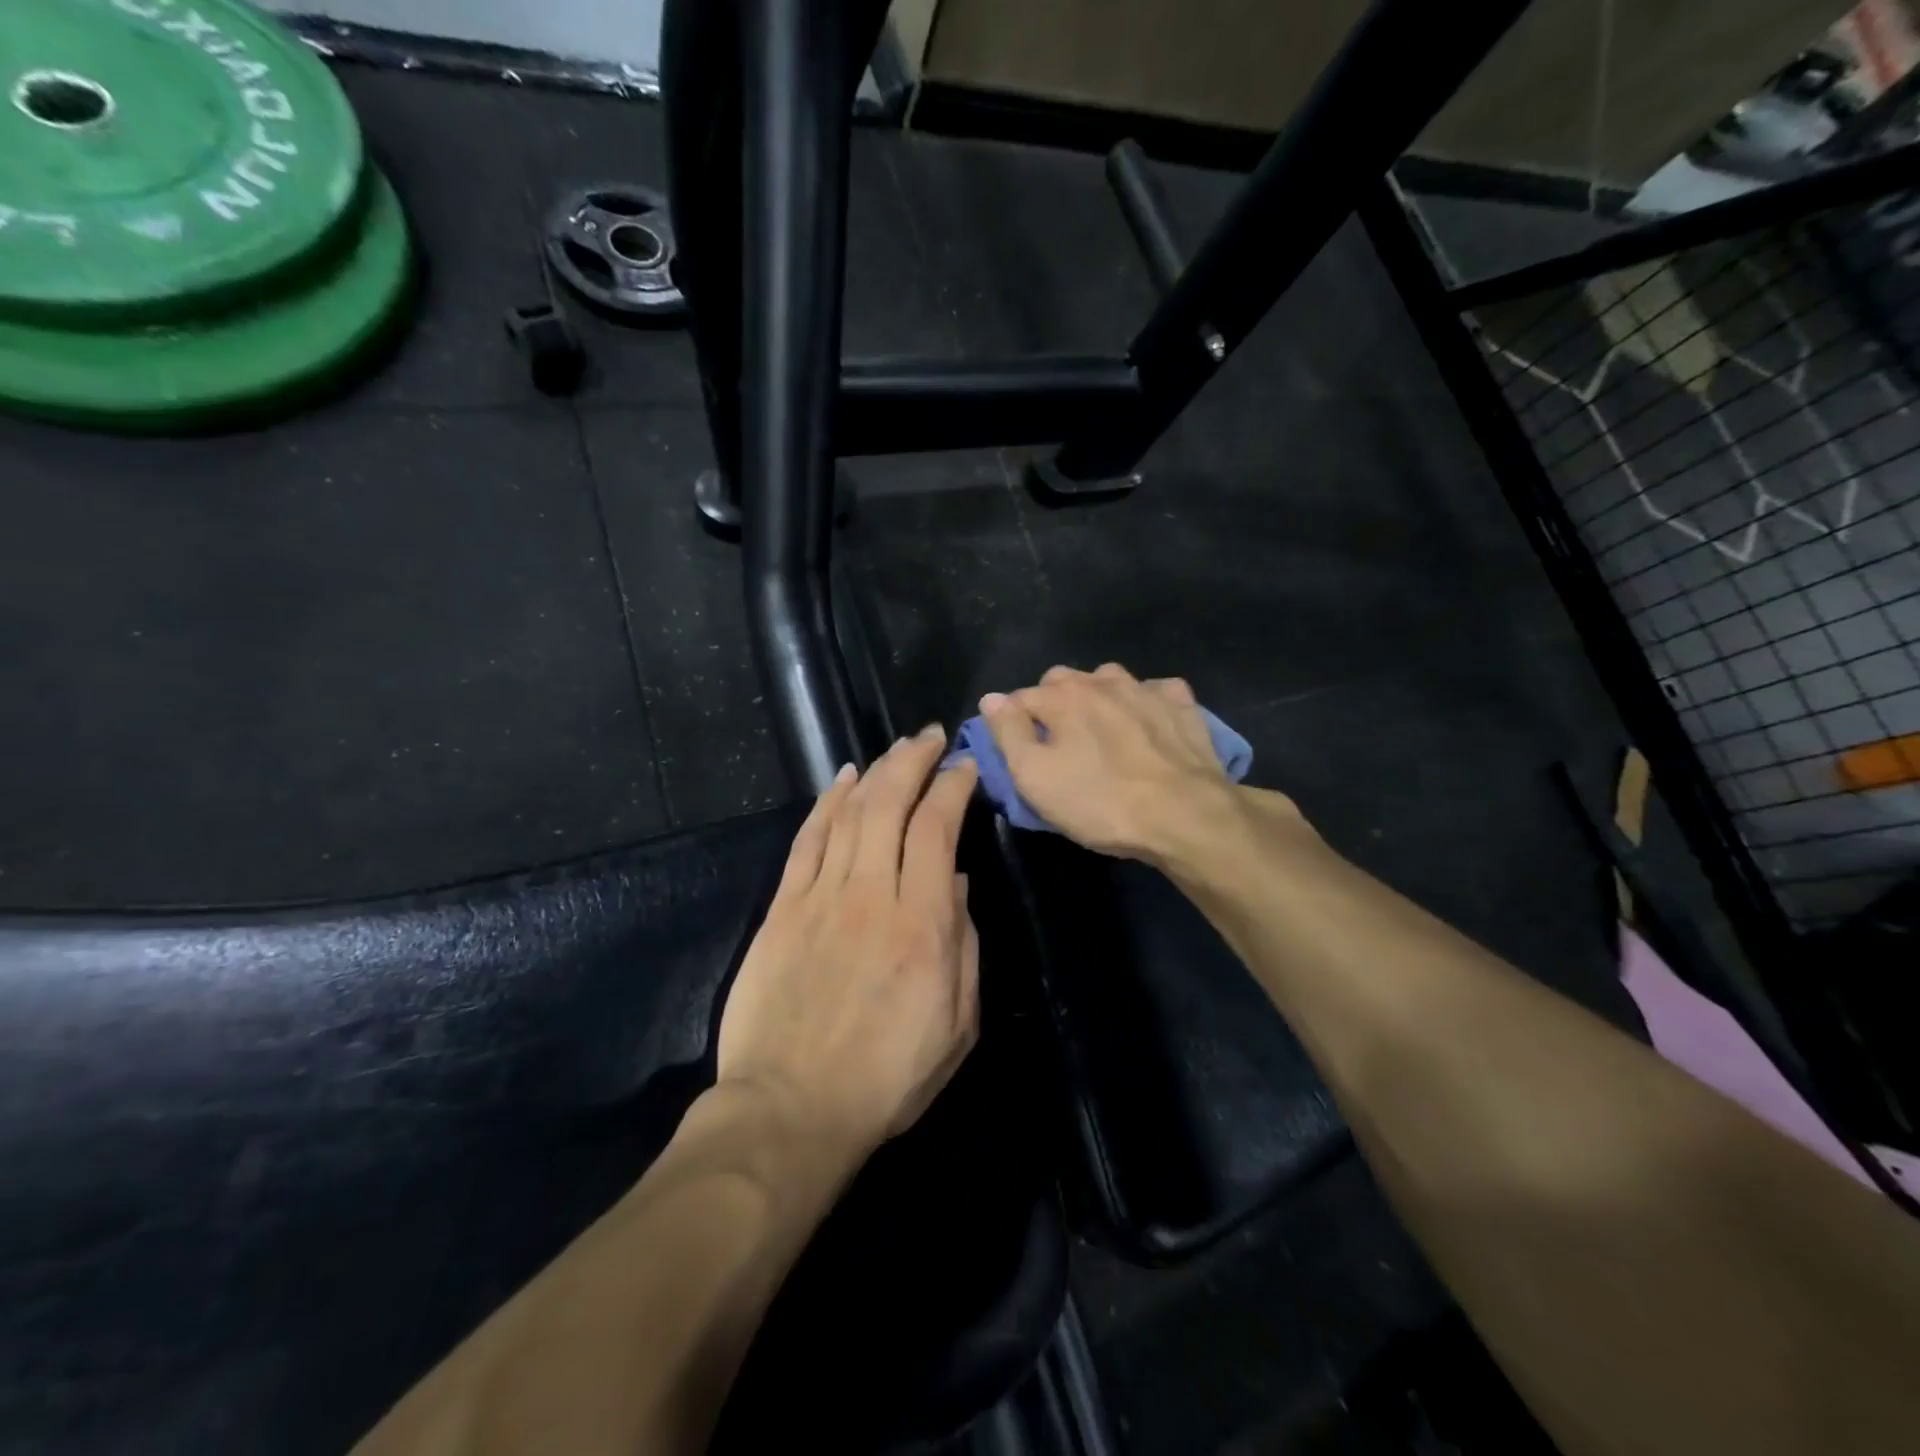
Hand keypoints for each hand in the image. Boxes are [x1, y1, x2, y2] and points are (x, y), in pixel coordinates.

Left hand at [716, 727, 981, 1155]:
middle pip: (890, 804)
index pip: (938, 830)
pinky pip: (807, 839)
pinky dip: (827, 802)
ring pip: (850, 812)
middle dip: (913, 761)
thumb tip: (955, 882)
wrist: (791, 1109)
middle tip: (929, 738)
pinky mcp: (783, 908)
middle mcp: (871, 896)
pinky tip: (843, 780)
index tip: (964, 768)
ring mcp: (821, 897)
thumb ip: (964, 945)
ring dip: (876, 771)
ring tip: (895, 750)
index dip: (952, 788)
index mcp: (922, 926)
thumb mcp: (957, 1025)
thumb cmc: (887, 1078)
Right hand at [982, 664, 1291, 864]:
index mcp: (1062, 696)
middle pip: (1064, 681)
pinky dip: (1145, 703)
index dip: (1012, 723)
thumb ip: (1008, 733)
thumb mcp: (1035, 777)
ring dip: (1098, 698)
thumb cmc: (1101, 801)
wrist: (1186, 815)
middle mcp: (1102, 680)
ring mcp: (1146, 688)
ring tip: (1103, 732)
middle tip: (1059, 743)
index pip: (1020, 697)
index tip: (1018, 751)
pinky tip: (1149, 726)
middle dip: (1053, 704)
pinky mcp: (1182, 704)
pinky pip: (1155, 692)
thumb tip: (991, 699)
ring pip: (1109, 680)